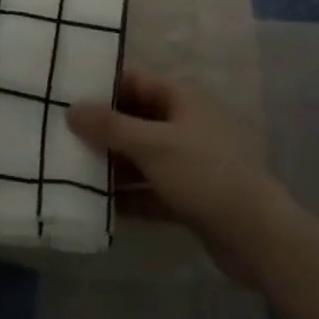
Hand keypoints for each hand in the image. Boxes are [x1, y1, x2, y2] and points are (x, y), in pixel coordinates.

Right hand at [68, 69, 288, 282]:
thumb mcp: (152, 145)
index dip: (101, 85)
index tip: (64, 92)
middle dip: (101, 129)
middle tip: (59, 134)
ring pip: (140, 158)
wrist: (259, 238)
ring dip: (111, 165)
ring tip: (70, 171)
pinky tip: (98, 207)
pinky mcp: (189, 198)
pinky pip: (150, 191)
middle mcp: (184, 125)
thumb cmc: (205, 175)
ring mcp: (187, 163)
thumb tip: (72, 108)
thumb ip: (110, 127)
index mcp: (181, 99)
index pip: (134, 81)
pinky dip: (128, 197)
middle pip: (134, 120)